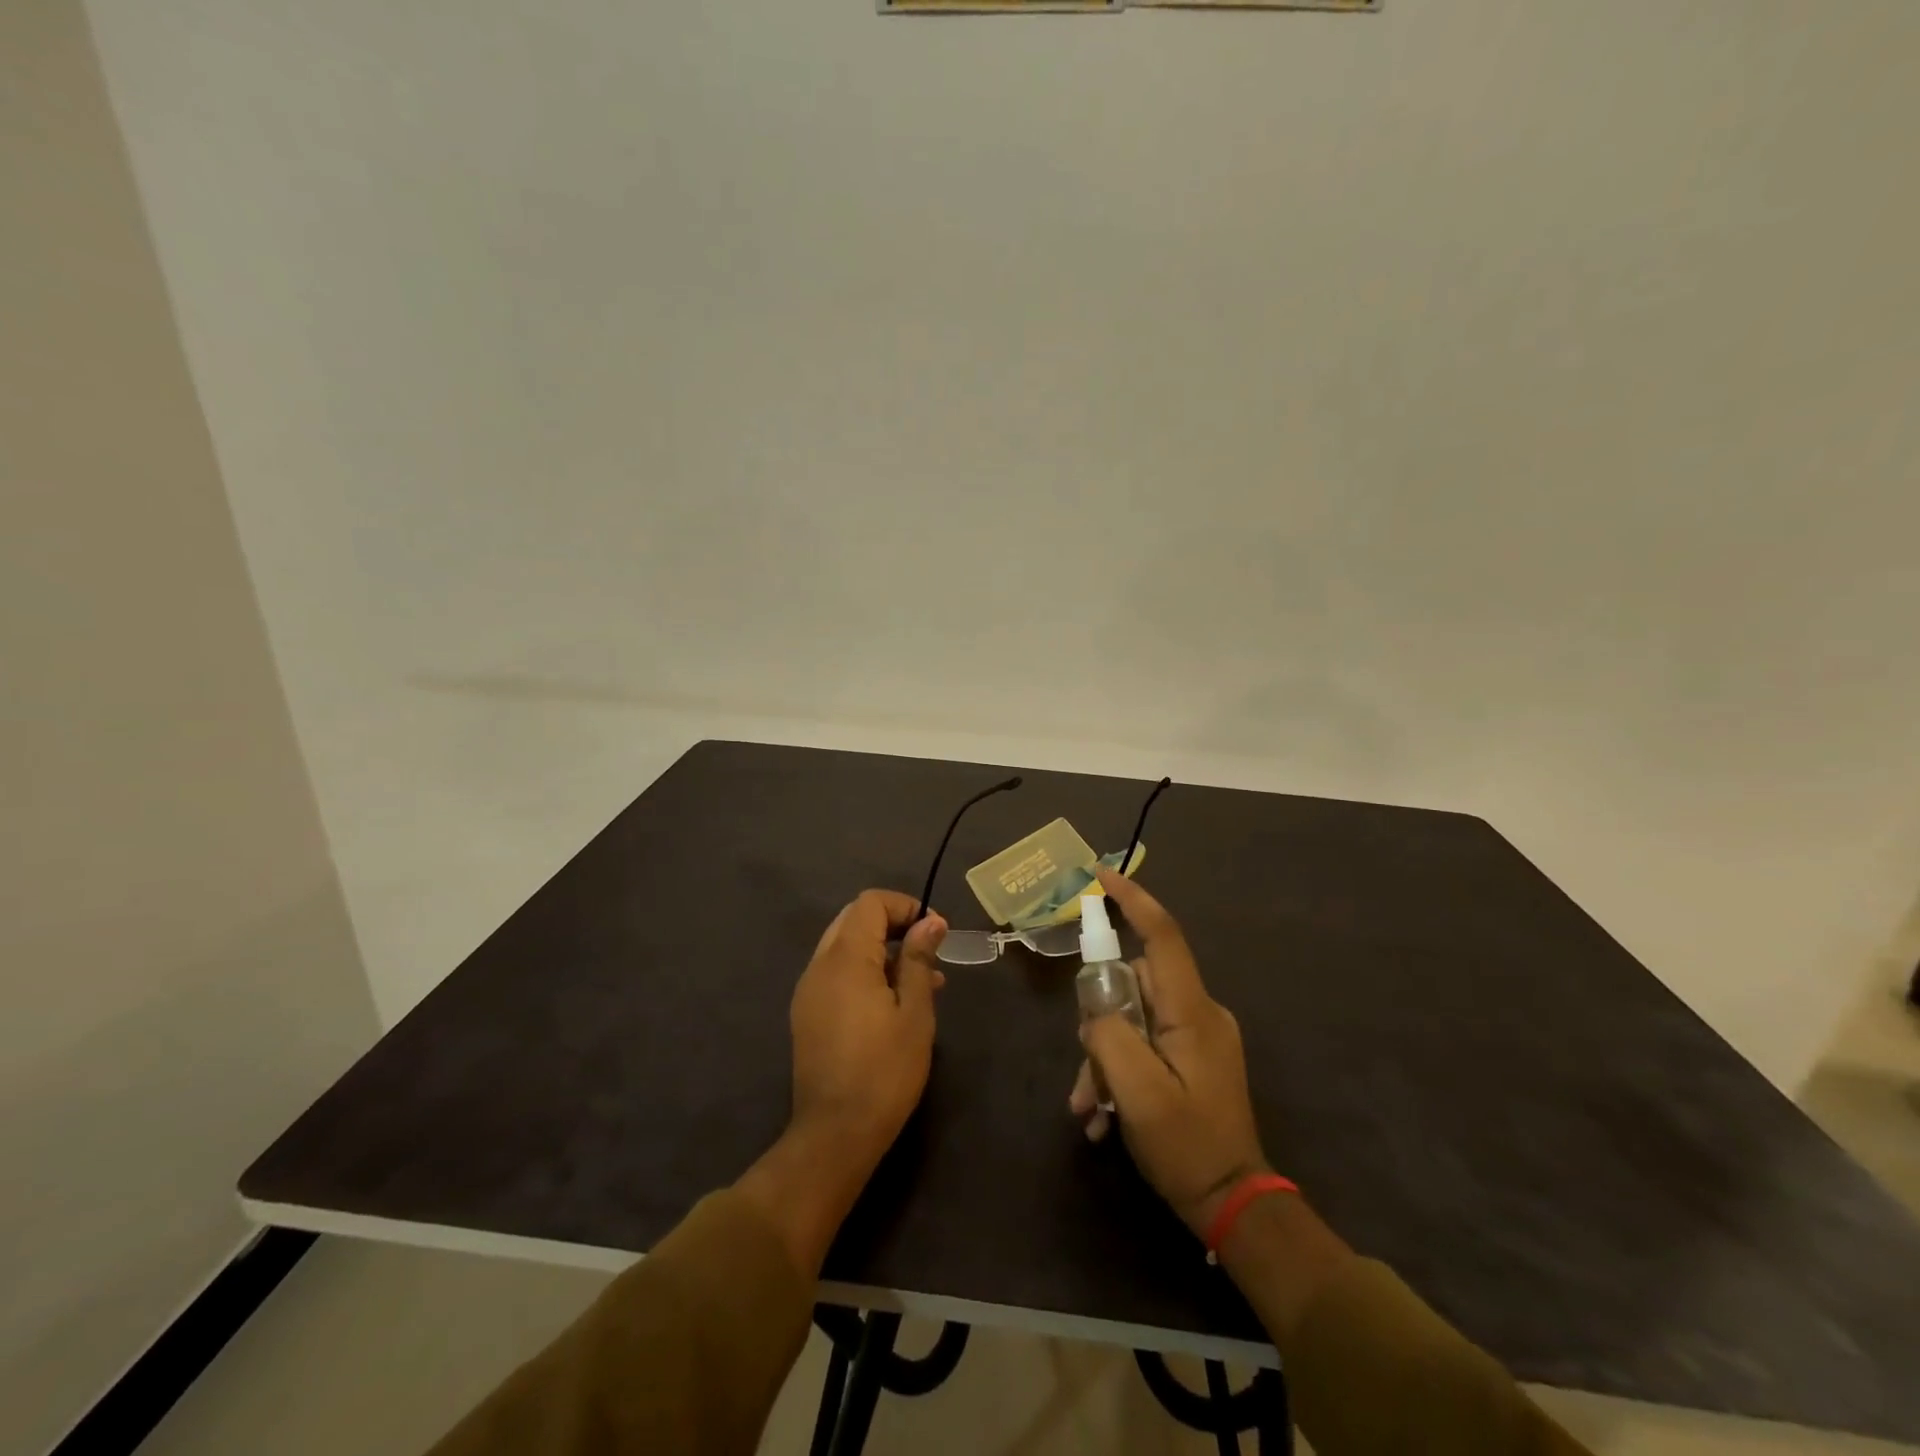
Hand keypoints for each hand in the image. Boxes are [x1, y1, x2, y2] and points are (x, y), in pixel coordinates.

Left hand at [789, 889, 947, 1171]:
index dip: (905, 906)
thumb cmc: (885, 1070)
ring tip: (922, 980)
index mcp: (845, 958)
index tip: (935, 930)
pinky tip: (893, 1002)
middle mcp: (819, 965)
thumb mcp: (914, 1012)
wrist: (835, 1134)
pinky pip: (836, 973)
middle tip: (927, 949)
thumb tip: (930, 921)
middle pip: (854, 919)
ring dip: (880, 950)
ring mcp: (808, 990)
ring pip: (844, 946)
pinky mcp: (807, 1014)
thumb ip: (919, 959)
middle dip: (893, 924)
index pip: (870, 903)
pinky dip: (864, 971)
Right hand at [1070, 867, 1267, 1235]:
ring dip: (1106, 1058)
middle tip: (1085, 1074)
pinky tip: (1105, 1117)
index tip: (1101, 876)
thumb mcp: (1137, 1093)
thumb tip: (1095, 1011)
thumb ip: (1108, 1035)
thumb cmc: (1186, 1147)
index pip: (1163, 936)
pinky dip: (1122, 1070)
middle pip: (1134, 985)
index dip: (1133, 901)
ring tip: (1091, 1109)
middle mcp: (1200, 1012)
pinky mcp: (1195, 1057)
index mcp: (1193, 1012)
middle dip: (1100, 1022)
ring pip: (1134, 1018)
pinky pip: (1146, 1042)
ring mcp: (1199, 1035)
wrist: (1235, 1206)